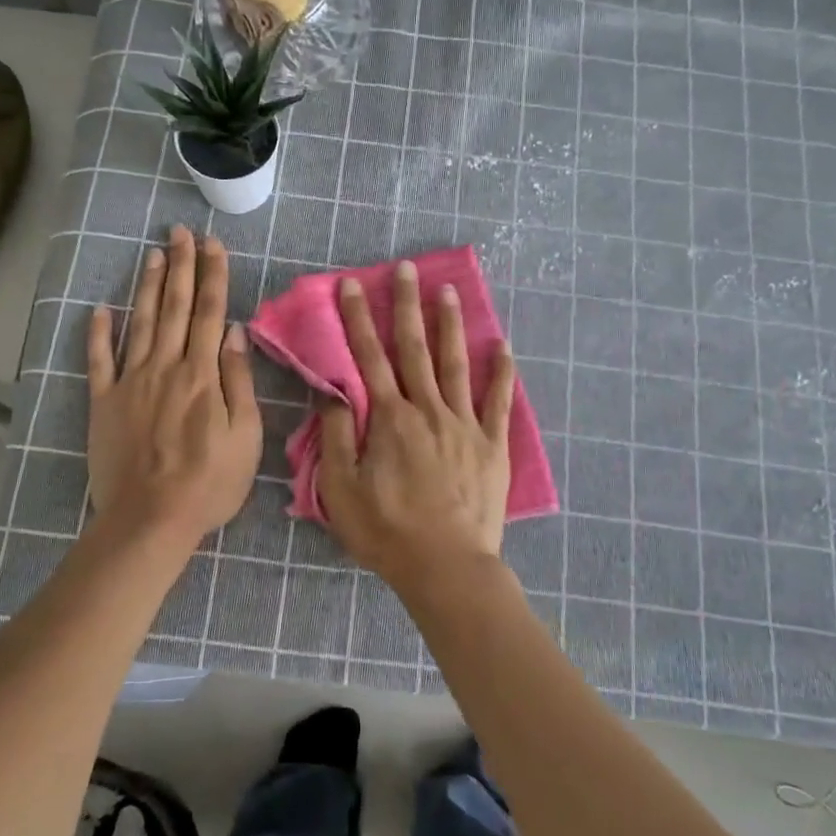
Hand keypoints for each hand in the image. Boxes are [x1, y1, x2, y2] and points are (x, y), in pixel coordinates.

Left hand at [86, 226, 260, 547]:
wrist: (150, 519)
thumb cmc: (209, 482)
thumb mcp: (246, 435)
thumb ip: (239, 381)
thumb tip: (235, 333)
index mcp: (203, 374)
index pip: (211, 313)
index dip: (213, 275)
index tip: (213, 244)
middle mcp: (166, 367)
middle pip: (176, 307)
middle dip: (180, 266)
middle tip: (179, 232)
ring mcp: (131, 382)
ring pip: (141, 323)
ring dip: (148, 287)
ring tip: (152, 254)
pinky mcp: (105, 402)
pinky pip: (99, 360)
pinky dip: (98, 333)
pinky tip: (99, 309)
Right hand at [318, 261, 518, 596]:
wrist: (446, 566)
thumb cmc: (387, 531)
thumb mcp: (340, 490)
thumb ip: (336, 436)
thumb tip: (332, 392)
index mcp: (390, 419)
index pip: (368, 358)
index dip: (358, 318)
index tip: (353, 284)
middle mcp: (428, 410)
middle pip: (414, 348)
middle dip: (407, 306)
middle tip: (407, 269)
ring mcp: (464, 424)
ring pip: (456, 364)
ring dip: (450, 325)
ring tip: (449, 291)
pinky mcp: (492, 444)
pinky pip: (498, 401)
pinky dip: (502, 372)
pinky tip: (503, 345)